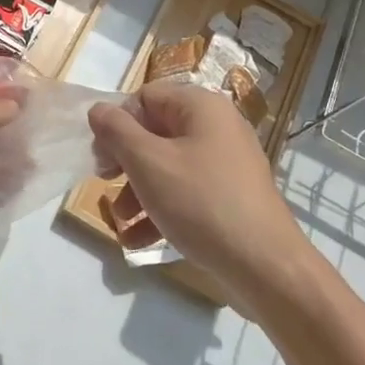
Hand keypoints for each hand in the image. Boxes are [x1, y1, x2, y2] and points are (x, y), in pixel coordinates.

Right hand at [87, 82, 296, 291]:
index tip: (102, 157)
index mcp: (201, 107)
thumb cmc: (201, 202)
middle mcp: (217, 127)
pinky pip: (186, 192)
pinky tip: (137, 240)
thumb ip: (116, 131)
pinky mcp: (230, 196)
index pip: (145, 98)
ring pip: (167, 166)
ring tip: (120, 220)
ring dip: (137, 191)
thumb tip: (98, 109)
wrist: (265, 266)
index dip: (117, 123)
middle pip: (155, 132)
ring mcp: (226, 164)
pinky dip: (160, 210)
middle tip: (105, 183)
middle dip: (125, 161)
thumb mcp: (148, 162)